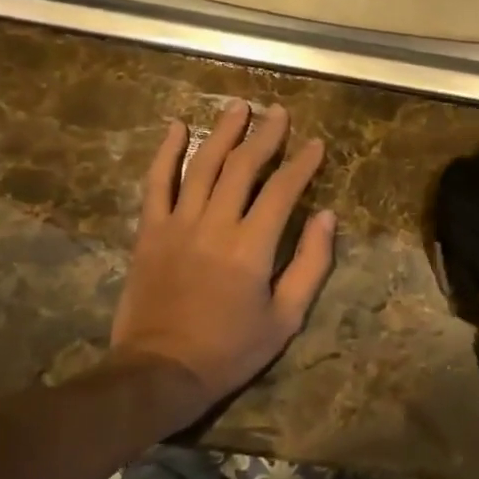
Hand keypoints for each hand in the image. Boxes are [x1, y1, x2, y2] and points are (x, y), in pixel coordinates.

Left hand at [112, 101, 334, 418]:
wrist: (161, 371)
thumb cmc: (230, 349)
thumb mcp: (286, 318)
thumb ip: (310, 264)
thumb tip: (328, 217)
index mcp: (252, 246)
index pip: (283, 190)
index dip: (302, 164)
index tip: (316, 144)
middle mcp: (215, 224)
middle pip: (242, 167)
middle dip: (264, 136)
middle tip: (278, 113)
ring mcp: (178, 224)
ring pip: (202, 165)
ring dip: (222, 133)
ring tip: (239, 107)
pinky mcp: (150, 232)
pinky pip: (156, 184)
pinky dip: (166, 153)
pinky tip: (176, 128)